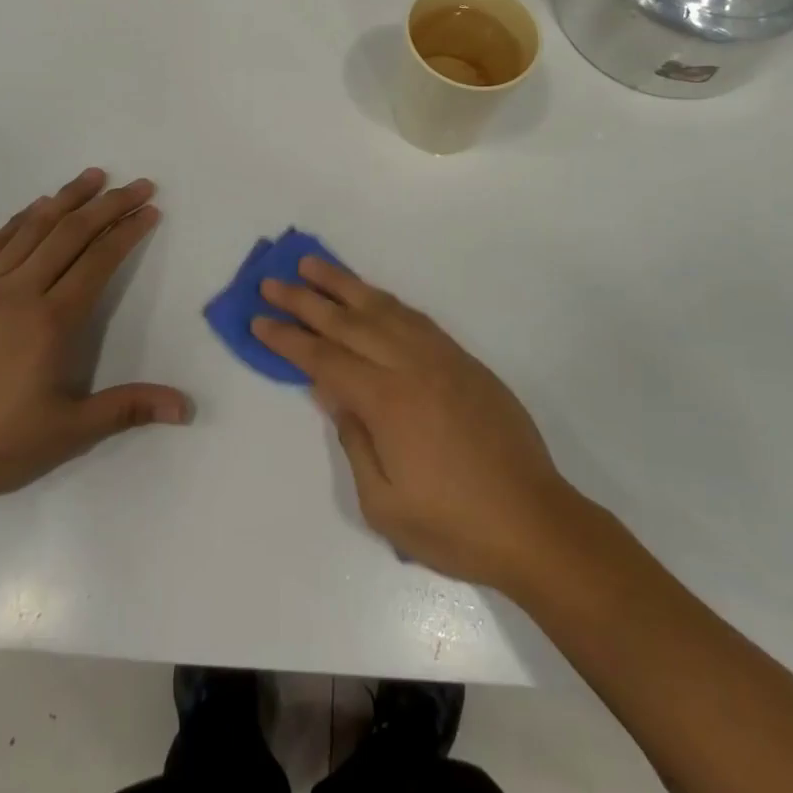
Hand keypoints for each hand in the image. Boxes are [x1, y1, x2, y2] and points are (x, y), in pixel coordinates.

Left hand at [0, 167, 190, 510]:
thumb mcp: (66, 433)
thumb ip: (127, 409)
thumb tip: (185, 407)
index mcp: (51, 321)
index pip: (99, 261)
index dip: (128, 232)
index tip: (150, 209)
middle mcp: (19, 292)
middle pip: (71, 234)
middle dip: (109, 205)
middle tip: (138, 184)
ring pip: (32, 229)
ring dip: (67, 199)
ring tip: (93, 176)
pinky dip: (20, 220)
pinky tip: (34, 208)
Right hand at [253, 257, 578, 590]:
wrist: (533, 521)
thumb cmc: (452, 526)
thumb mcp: (384, 503)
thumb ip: (354, 439)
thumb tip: (332, 391)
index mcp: (387, 402)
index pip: (324, 359)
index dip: (288, 339)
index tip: (258, 319)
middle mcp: (411, 366)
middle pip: (347, 323)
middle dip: (305, 301)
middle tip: (271, 281)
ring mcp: (441, 358)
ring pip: (383, 308)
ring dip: (344, 285)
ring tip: (313, 266)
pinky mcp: (463, 360)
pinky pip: (416, 318)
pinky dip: (386, 301)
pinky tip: (370, 296)